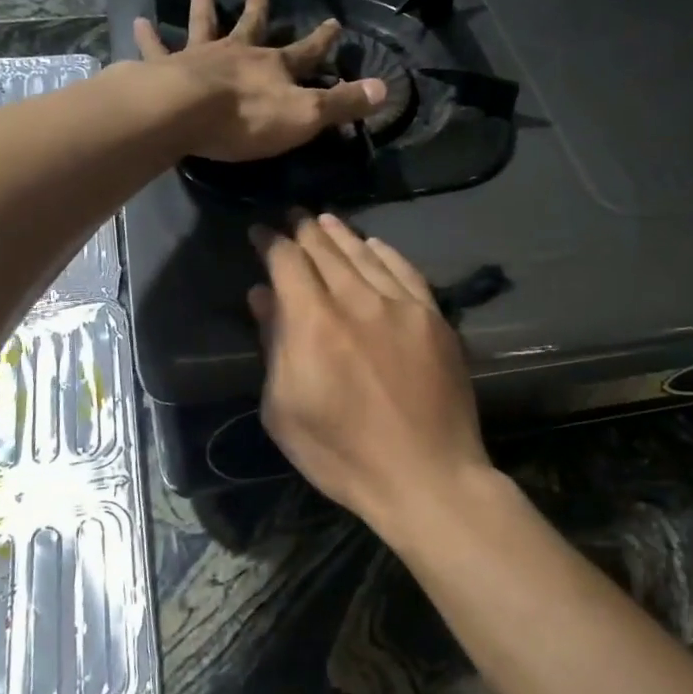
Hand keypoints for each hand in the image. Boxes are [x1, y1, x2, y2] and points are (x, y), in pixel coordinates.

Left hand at [133, 0, 386, 161]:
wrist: (187, 113)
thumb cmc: (248, 119)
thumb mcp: (306, 115)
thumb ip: (343, 102)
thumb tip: (385, 88)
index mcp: (274, 67)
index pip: (307, 52)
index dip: (322, 39)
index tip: (334, 22)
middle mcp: (238, 53)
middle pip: (251, 26)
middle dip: (259, 9)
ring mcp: (201, 56)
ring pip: (204, 22)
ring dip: (204, 0)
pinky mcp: (167, 67)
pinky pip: (157, 48)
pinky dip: (148, 36)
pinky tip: (138, 21)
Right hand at [249, 214, 492, 532]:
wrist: (427, 476)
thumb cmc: (342, 455)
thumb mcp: (285, 410)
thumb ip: (273, 345)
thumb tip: (262, 296)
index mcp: (313, 323)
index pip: (287, 262)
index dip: (270, 243)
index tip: (260, 234)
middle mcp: (356, 300)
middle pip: (325, 249)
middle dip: (303, 230)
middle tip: (291, 216)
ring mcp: (400, 305)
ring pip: (364, 253)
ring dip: (340, 233)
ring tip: (323, 220)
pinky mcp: (432, 316)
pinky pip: (404, 270)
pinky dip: (384, 252)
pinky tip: (373, 244)